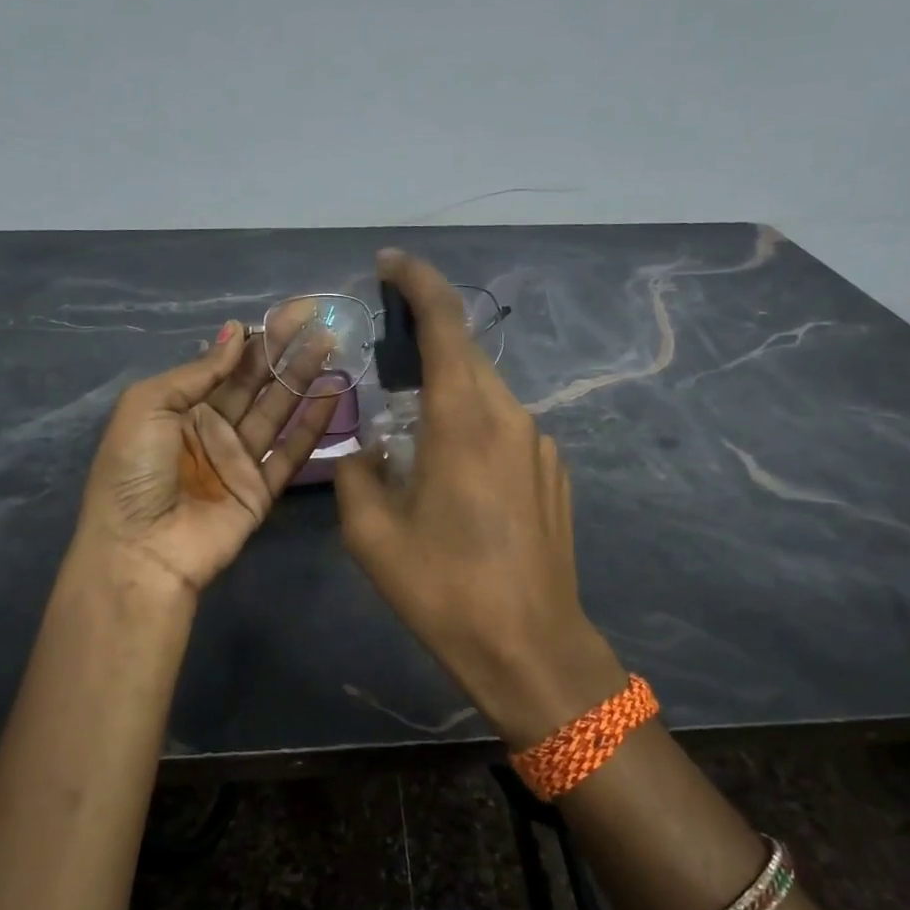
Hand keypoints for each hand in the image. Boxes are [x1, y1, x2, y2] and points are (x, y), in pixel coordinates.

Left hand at [75, 321, 341, 594]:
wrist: (140, 550)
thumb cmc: (133, 472)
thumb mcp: (147, 407)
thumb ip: (197, 372)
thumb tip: (235, 333)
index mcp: (180, 407)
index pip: (225, 364)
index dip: (255, 337)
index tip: (289, 313)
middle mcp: (212, 428)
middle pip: (256, 382)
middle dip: (285, 350)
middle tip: (318, 319)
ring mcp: (238, 459)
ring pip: (278, 410)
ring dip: (303, 378)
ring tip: (331, 346)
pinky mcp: (261, 489)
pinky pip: (291, 452)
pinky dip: (312, 425)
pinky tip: (332, 394)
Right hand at [335, 251, 626, 747]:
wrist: (531, 646)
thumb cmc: (444, 589)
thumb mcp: (371, 533)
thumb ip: (357, 470)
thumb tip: (364, 444)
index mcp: (463, 419)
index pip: (445, 322)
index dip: (417, 281)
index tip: (389, 264)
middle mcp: (509, 416)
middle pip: (464, 354)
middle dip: (423, 342)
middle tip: (382, 362)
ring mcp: (538, 443)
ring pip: (484, 393)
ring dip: (446, 393)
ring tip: (412, 436)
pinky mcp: (552, 471)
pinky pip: (504, 428)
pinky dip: (472, 427)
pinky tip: (455, 478)